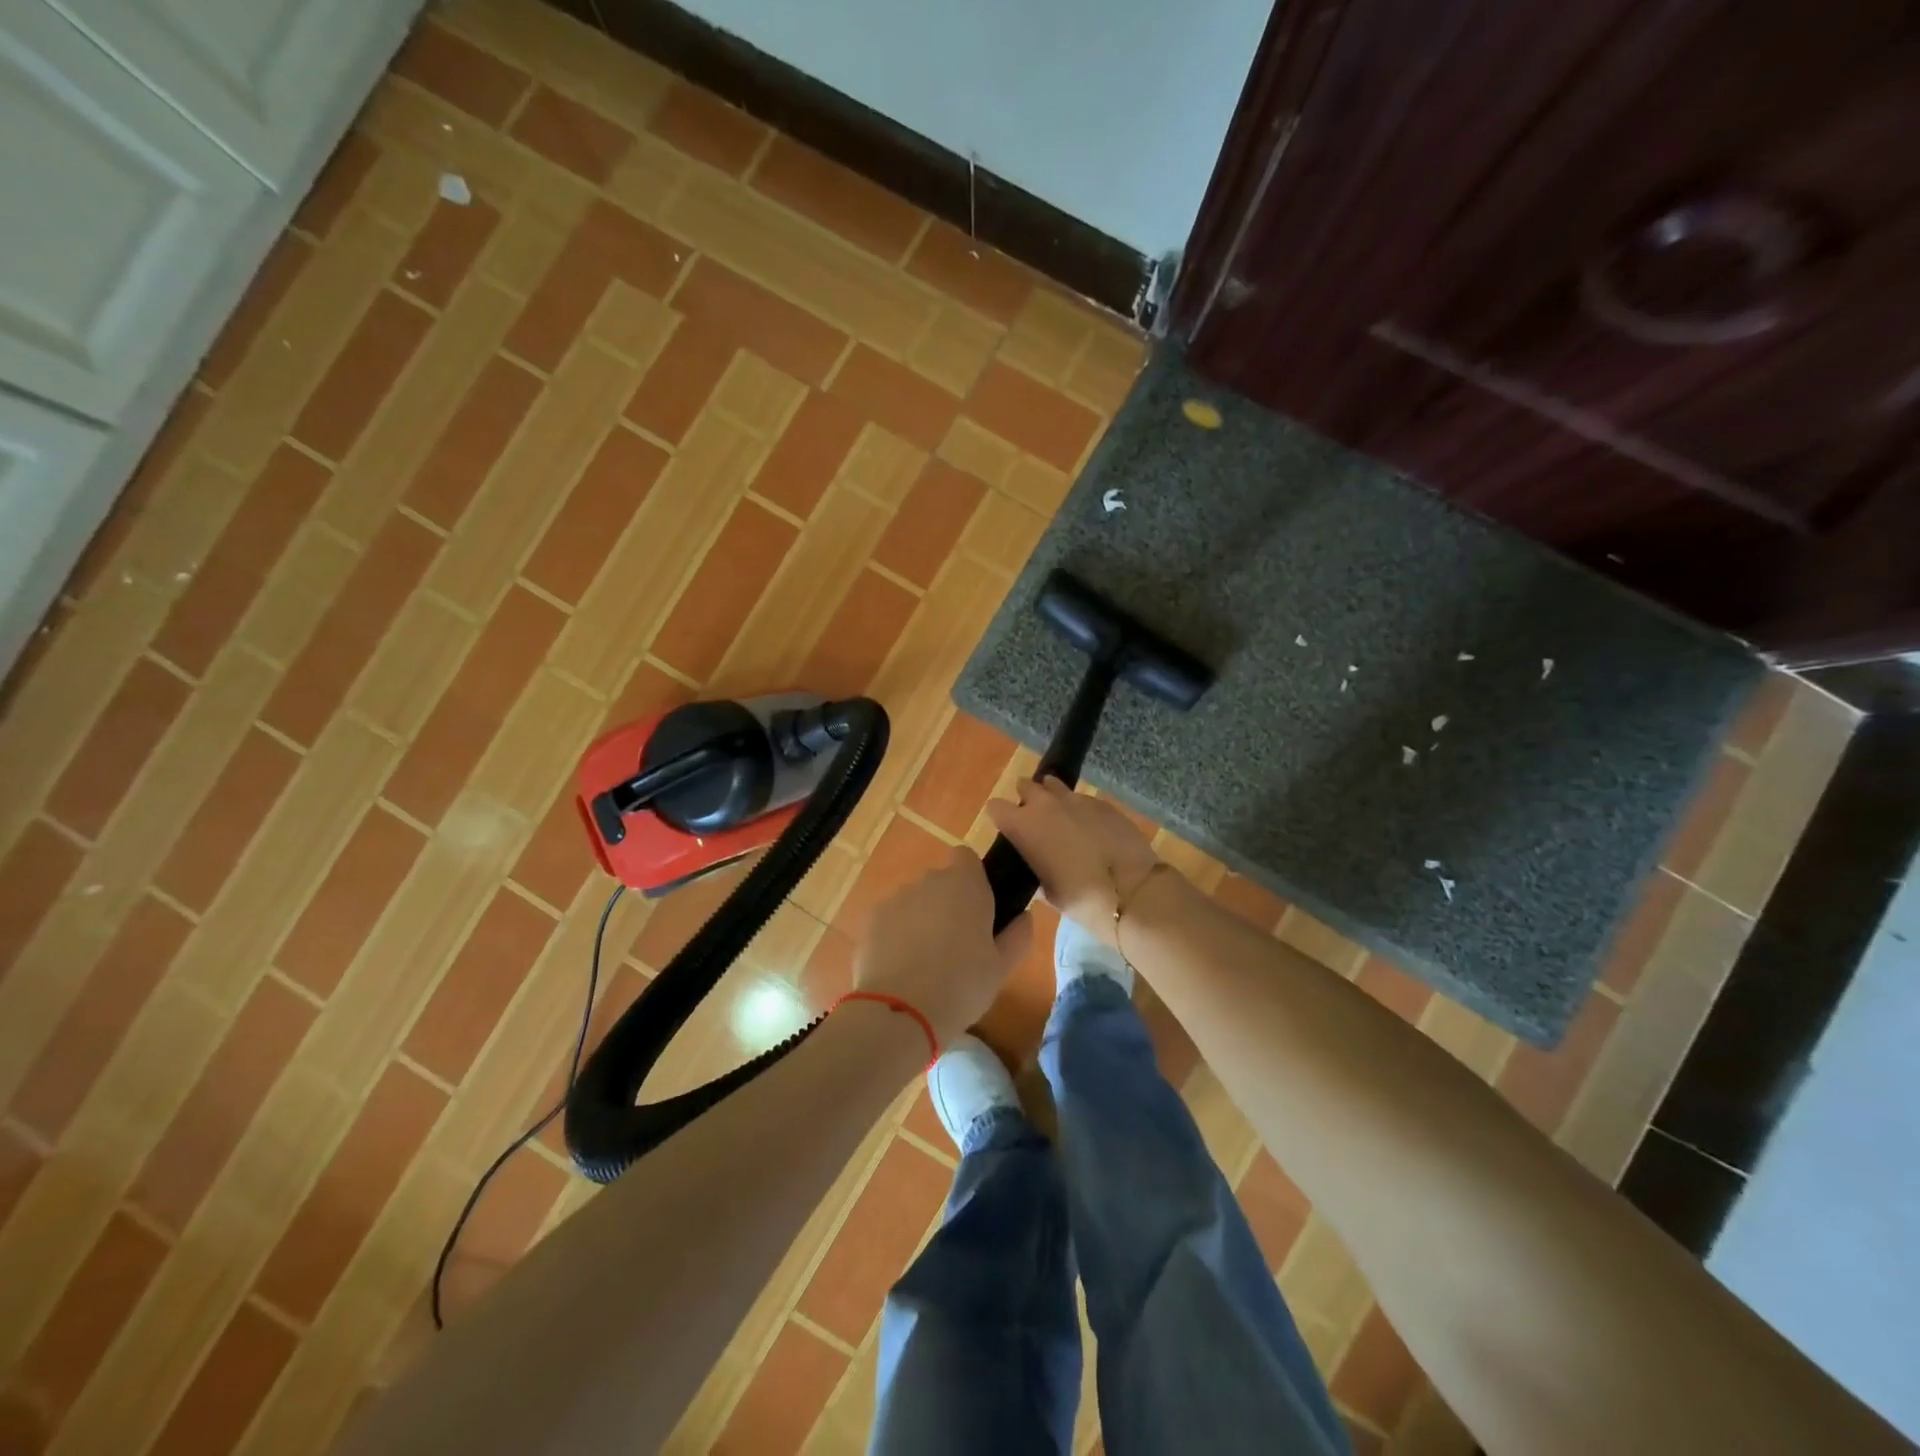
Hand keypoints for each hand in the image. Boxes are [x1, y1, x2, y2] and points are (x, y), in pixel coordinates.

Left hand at [854, 845, 1032, 1046]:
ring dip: (920, 919)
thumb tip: (1023, 916)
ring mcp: (895, 899)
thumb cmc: (962, 985)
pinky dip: (895, 935)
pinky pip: (890, 920)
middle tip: (957, 944)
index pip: (966, 857)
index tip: (979, 907)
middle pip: (939, 882)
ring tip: (925, 961)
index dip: (972, 877)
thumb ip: (1018, 935)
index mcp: (965, 885)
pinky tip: (900, 968)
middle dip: (947, 903)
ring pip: (913, 901)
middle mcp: (928, 882)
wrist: (900, 1012)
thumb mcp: (1002, 967)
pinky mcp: (870, 920)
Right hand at [985, 778, 1166, 946]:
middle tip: (1034, 821)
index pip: (996, 807)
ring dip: (1053, 798)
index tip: (1007, 830)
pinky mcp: (1102, 803)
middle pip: (1026, 786)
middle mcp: (1045, 804)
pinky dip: (1080, 810)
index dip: (1000, 817)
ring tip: (1061, 818)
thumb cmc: (1080, 898)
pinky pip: (1082, 800)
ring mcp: (1076, 799)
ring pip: (1054, 787)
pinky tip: (1089, 828)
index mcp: (1023, 825)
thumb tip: (1037, 863)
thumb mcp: (1047, 891)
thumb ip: (1035, 869)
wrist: (1131, 890)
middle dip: (1026, 799)